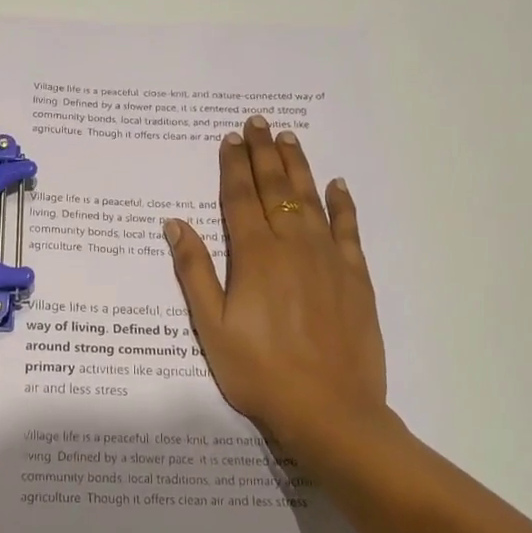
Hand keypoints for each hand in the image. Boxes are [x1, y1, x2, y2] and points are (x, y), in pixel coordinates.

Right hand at [165, 116, 390, 461]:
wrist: (329, 410)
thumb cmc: (259, 372)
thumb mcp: (212, 327)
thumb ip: (195, 272)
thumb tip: (175, 224)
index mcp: (254, 256)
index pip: (240, 198)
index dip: (233, 167)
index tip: (230, 139)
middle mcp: (293, 246)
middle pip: (276, 189)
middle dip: (264, 153)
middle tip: (258, 122)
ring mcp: (329, 259)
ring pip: (311, 200)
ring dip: (298, 167)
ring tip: (289, 138)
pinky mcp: (356, 277)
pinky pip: (349, 229)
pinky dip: (342, 204)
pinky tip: (337, 185)